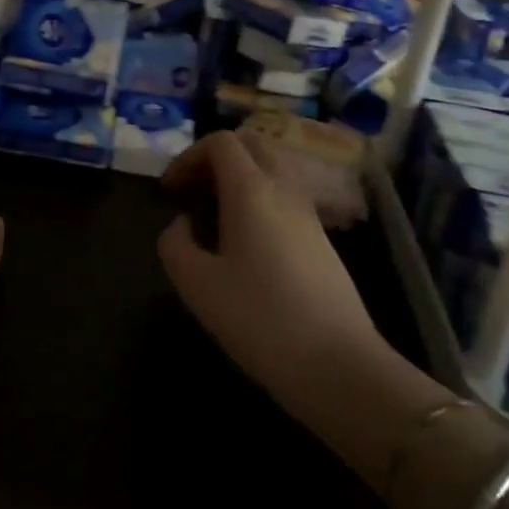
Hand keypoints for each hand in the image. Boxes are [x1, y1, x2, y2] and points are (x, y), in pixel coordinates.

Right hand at [156, 129, 388, 412]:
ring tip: (215, 213)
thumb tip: (182, 223)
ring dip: (240, 175)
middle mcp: (284, 189)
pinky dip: (260, 197)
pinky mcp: (322, 239)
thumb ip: (175, 244)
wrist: (339, 365)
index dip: (189, 156)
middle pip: (252, 144)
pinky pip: (286, 195)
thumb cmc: (260, 319)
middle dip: (216, 157)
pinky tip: (245, 240)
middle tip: (193, 189)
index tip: (170, 190)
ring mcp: (308, 213)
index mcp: (252, 190)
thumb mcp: (197, 285)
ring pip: (273, 167)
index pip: (221, 142)